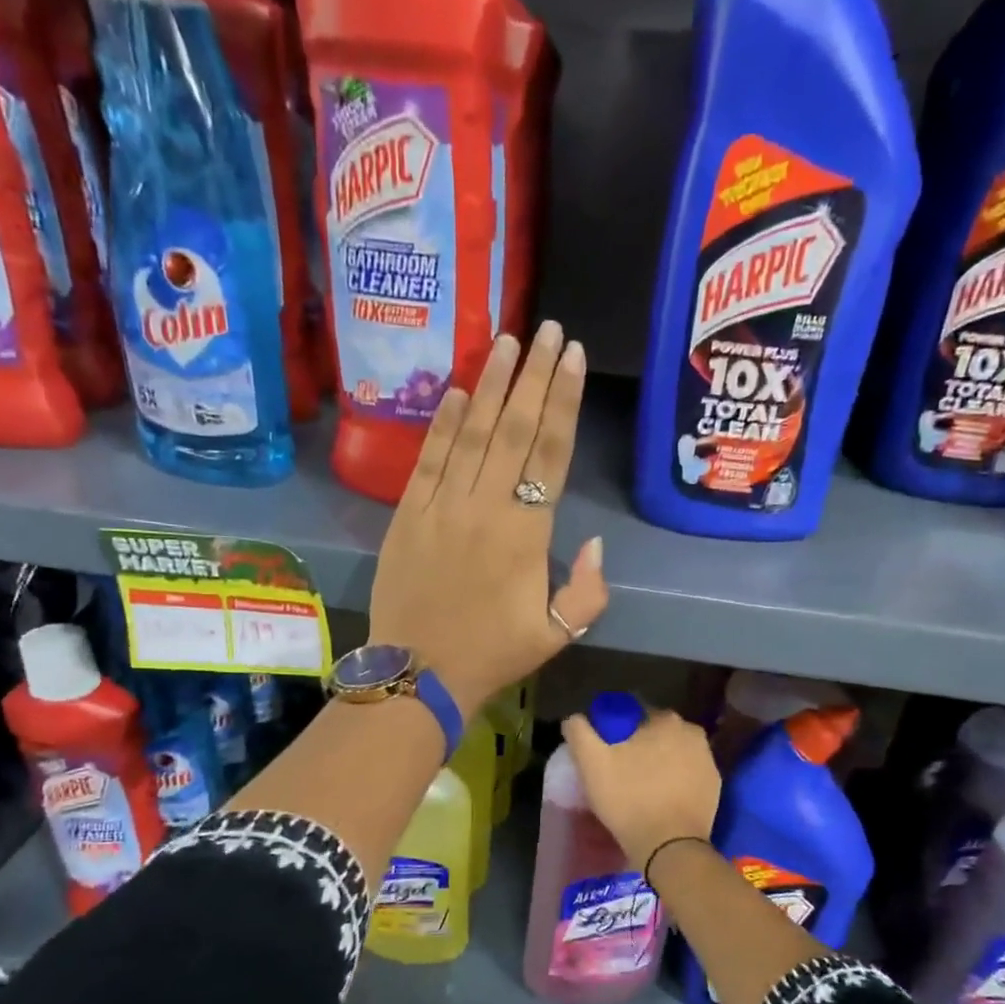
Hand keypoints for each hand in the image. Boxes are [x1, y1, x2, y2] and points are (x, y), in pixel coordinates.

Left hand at [369, 322, 607, 714]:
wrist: (418, 672)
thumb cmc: (492, 654)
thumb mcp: (557, 635)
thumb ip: (588, 591)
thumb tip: (596, 543)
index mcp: (525, 533)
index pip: (550, 452)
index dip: (564, 400)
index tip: (573, 357)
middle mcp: (485, 507)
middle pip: (515, 429)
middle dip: (534, 375)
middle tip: (548, 330)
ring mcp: (441, 506)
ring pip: (472, 433)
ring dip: (492, 384)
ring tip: (507, 341)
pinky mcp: (408, 514)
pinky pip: (430, 459)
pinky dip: (445, 423)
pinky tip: (459, 391)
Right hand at [560, 709, 720, 870]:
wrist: (669, 846)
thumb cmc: (629, 799)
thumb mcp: (591, 763)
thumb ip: (579, 732)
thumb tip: (574, 718)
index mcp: (665, 719)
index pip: (635, 714)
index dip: (617, 730)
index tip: (607, 750)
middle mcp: (692, 733)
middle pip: (657, 733)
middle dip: (640, 745)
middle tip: (621, 770)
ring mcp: (708, 760)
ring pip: (674, 753)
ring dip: (659, 762)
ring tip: (640, 786)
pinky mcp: (714, 786)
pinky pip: (688, 775)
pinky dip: (675, 781)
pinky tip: (660, 798)